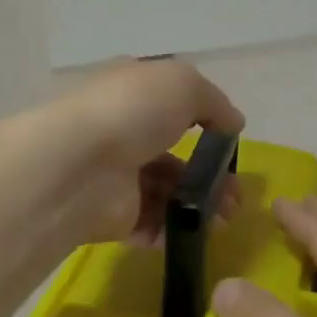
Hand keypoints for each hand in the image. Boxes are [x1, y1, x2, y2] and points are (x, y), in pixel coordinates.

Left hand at [51, 59, 245, 245]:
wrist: (79, 166)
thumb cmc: (133, 110)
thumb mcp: (185, 85)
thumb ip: (215, 102)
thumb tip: (234, 123)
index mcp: (132, 89)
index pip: (169, 99)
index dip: (202, 115)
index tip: (228, 137)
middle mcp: (122, 128)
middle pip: (173, 150)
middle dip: (210, 171)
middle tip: (237, 191)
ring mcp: (116, 174)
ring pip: (168, 190)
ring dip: (202, 203)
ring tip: (228, 216)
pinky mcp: (114, 215)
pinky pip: (153, 223)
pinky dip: (179, 229)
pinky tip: (203, 231)